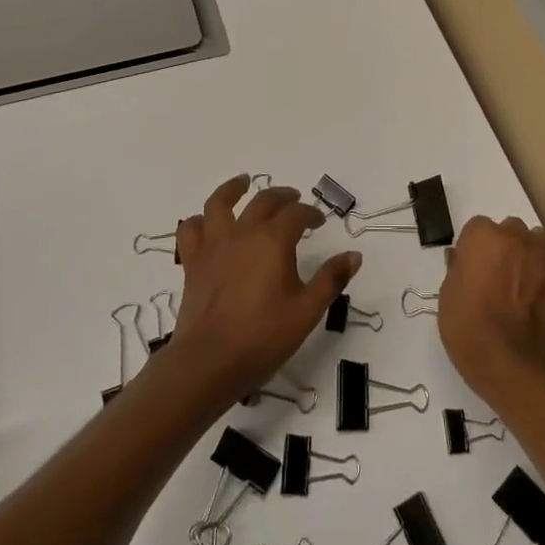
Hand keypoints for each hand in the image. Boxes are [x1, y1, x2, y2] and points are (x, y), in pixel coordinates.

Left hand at [165, 175, 359, 407]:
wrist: (208, 362)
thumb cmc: (263, 337)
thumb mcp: (307, 311)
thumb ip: (331, 279)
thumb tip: (354, 255)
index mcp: (273, 241)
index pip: (297, 214)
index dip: (311, 214)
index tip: (319, 222)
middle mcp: (243, 233)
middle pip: (263, 201)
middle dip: (282, 197)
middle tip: (294, 200)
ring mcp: (214, 245)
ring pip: (219, 203)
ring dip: (233, 189)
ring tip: (243, 182)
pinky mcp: (193, 262)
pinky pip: (191, 230)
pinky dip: (199, 220)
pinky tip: (207, 223)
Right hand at [438, 215, 544, 398]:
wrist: (505, 361)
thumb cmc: (465, 323)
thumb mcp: (447, 293)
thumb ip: (457, 268)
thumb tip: (460, 258)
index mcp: (484, 236)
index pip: (478, 227)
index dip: (474, 246)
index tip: (470, 266)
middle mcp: (517, 239)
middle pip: (512, 229)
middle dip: (505, 244)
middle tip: (495, 271)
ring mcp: (543, 262)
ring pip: (538, 243)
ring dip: (530, 254)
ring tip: (520, 281)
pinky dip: (542, 284)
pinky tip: (533, 307)